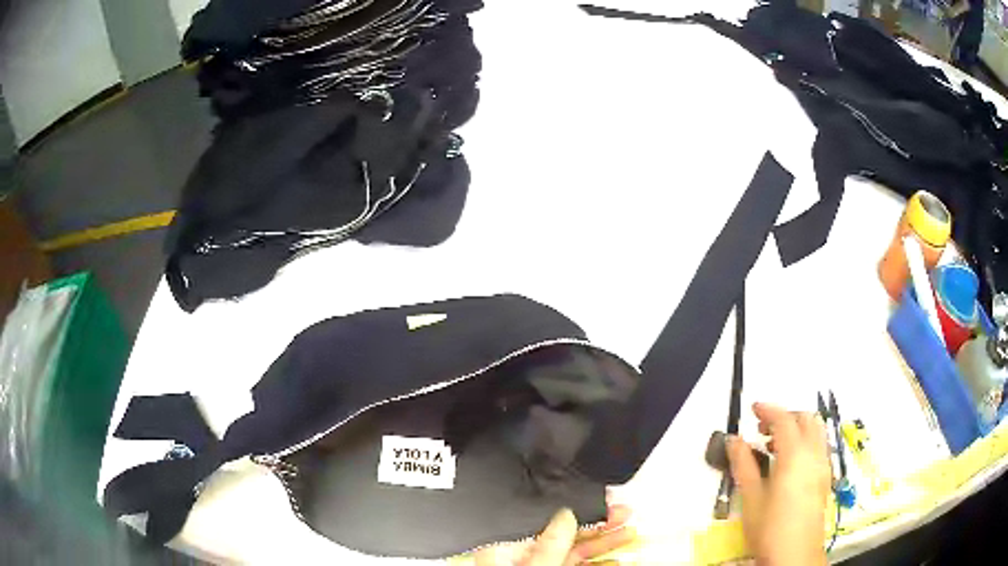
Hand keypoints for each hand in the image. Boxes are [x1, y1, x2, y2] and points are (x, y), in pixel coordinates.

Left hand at [471, 504, 633, 565]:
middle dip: (599, 527)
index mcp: (506, 551)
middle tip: (625, 515)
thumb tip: (566, 513)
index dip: (582, 513)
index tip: (606, 505)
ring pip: (576, 554)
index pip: (548, 524)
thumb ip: (551, 544)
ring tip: (629, 534)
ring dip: (605, 545)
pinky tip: (617, 562)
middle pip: (566, 537)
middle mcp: (521, 560)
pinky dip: (599, 565)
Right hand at [727, 402, 831, 565]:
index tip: (752, 409)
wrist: (795, 556)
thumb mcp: (751, 498)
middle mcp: (815, 455)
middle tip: (763, 428)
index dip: (768, 410)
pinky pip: (818, 447)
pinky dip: (804, 442)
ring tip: (773, 446)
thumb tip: (734, 440)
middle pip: (806, 419)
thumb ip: (744, 465)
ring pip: (816, 431)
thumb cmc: (770, 528)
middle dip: (786, 416)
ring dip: (797, 428)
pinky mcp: (825, 479)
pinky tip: (787, 464)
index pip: (785, 420)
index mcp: (796, 456)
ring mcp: (823, 466)